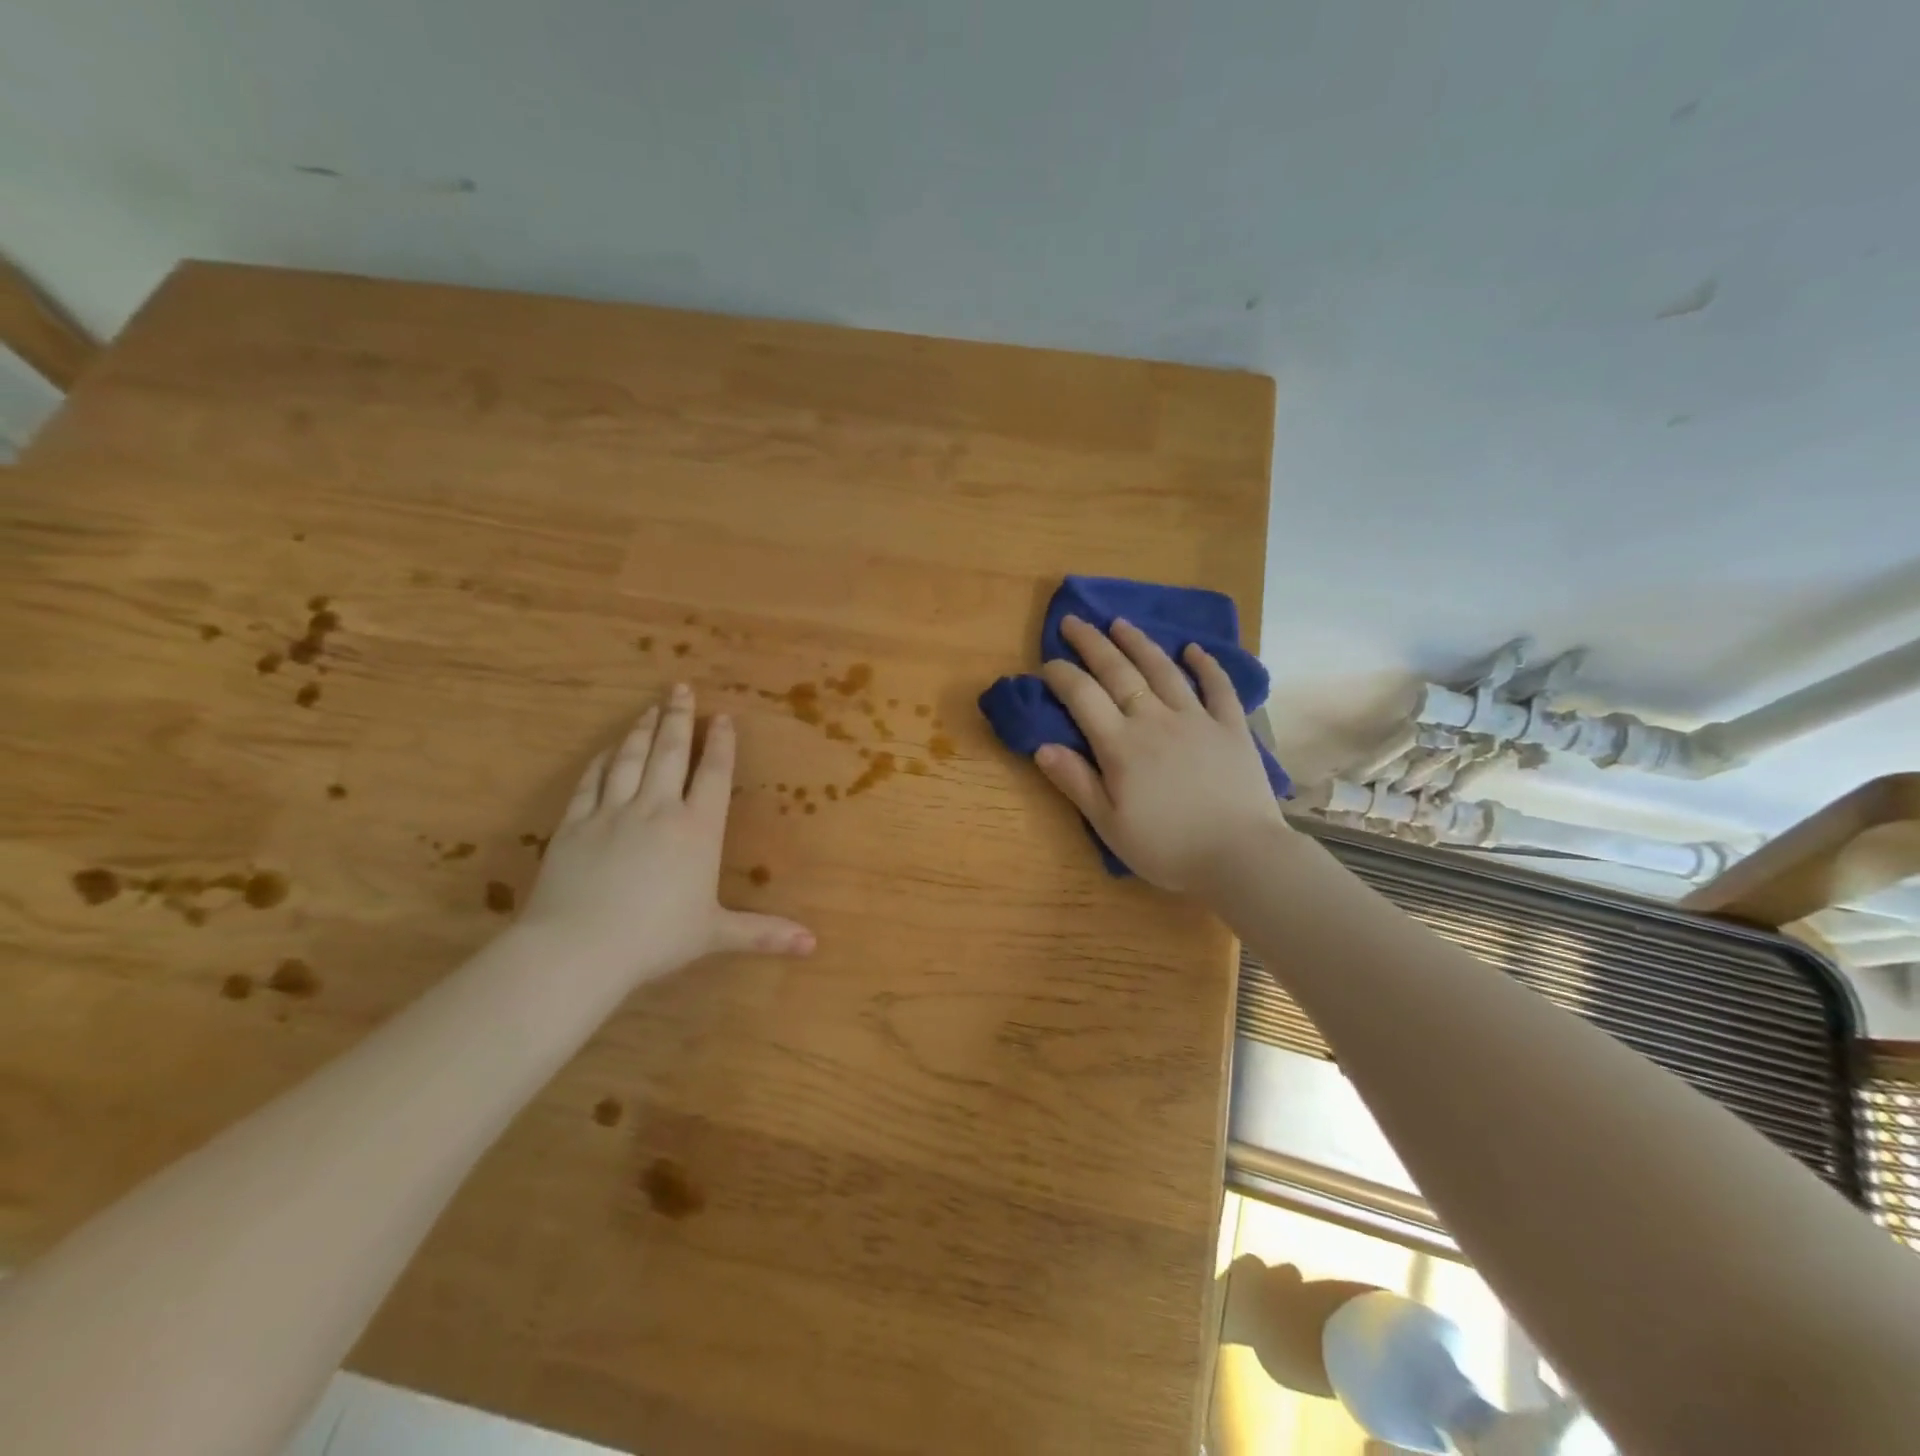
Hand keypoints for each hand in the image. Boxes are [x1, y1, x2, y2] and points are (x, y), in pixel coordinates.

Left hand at [519, 684, 814, 985]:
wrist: (578, 948)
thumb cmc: (655, 939)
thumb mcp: (714, 934)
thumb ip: (763, 933)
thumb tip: (813, 945)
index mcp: (697, 830)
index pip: (713, 775)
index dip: (721, 744)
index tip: (722, 718)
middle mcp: (658, 809)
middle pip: (671, 753)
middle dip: (680, 718)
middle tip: (681, 688)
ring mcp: (612, 812)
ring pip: (630, 758)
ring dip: (643, 730)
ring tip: (651, 708)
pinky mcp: (574, 823)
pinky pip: (590, 781)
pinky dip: (601, 761)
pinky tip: (607, 749)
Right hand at [1032, 616, 1287, 892]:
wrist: (1240, 856)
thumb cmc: (1167, 847)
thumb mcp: (1109, 825)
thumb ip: (1076, 782)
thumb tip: (1041, 746)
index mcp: (1121, 745)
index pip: (1082, 697)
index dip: (1061, 675)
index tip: (1047, 663)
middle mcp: (1155, 719)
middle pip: (1118, 671)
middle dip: (1091, 643)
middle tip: (1073, 621)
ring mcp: (1197, 719)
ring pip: (1163, 670)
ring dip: (1139, 643)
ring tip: (1120, 623)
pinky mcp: (1231, 727)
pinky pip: (1218, 687)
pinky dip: (1206, 665)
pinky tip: (1194, 650)